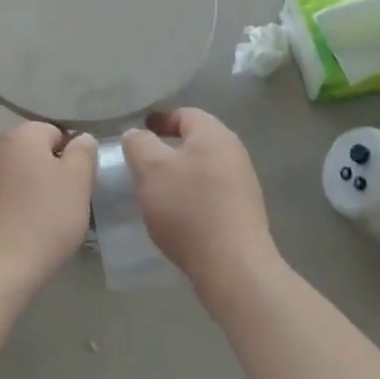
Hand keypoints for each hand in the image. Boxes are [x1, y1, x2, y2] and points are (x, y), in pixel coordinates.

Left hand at [0, 121, 97, 295]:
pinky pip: (1, 199)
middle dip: (51, 173)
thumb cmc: (43, 220)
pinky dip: (13, 209)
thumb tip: (80, 139)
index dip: (72, 156)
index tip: (79, 185)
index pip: (56, 131)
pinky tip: (22, 234)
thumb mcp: (78, 183)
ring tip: (45, 222)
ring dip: (31, 191)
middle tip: (66, 203)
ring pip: (17, 176)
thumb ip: (84, 153)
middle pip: (33, 153)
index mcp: (22, 136)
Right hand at [121, 109, 277, 295]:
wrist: (233, 265)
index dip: (159, 120)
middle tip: (141, 164)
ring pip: (202, 168)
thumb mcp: (150, 169)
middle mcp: (233, 152)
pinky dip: (191, 197)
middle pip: (195, 141)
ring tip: (155, 192)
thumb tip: (136, 134)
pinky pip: (211, 193)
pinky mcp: (243, 212)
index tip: (136, 134)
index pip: (184, 113)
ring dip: (178, 175)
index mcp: (214, 134)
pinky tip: (176, 216)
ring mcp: (242, 183)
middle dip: (167, 150)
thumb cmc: (188, 208)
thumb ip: (138, 143)